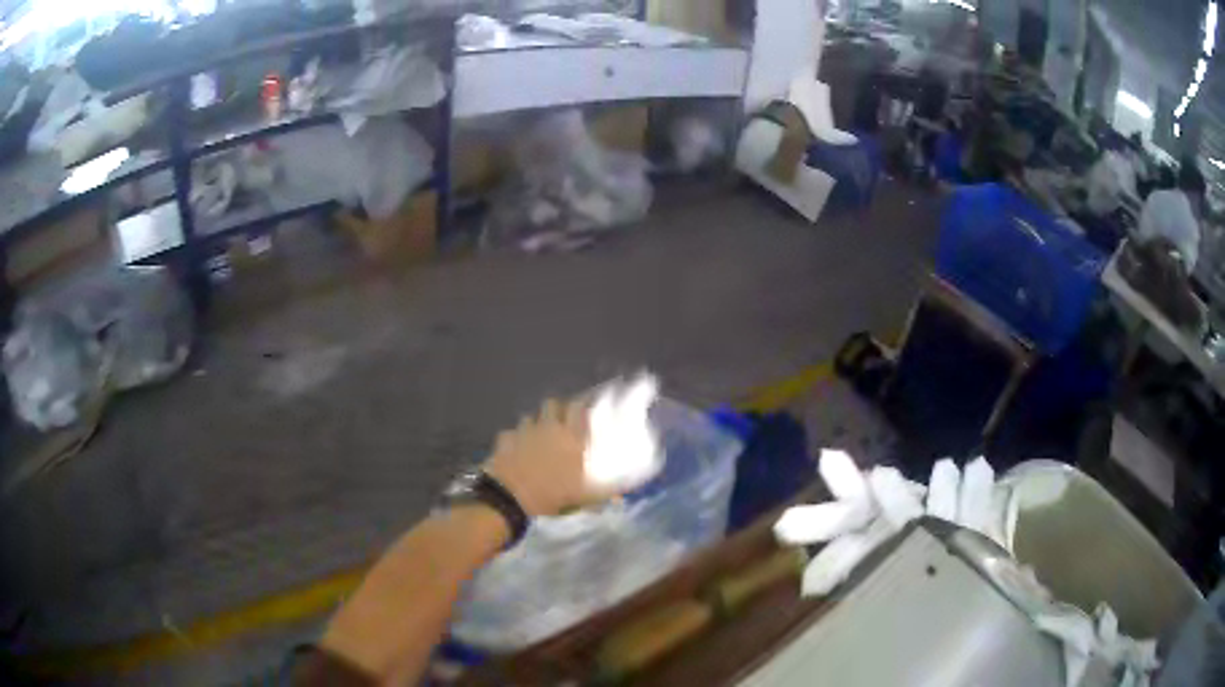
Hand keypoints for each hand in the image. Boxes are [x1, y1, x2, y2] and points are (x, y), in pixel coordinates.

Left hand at [482, 399, 615, 517]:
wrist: (511, 499)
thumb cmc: (552, 496)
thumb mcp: (584, 498)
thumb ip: (604, 493)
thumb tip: (621, 495)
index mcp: (570, 436)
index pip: (578, 407)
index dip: (582, 404)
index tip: (586, 409)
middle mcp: (548, 427)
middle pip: (552, 403)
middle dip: (556, 410)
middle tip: (561, 423)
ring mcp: (523, 431)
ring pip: (530, 417)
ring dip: (535, 425)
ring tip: (537, 438)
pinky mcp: (504, 440)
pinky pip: (511, 433)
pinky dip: (514, 439)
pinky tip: (515, 450)